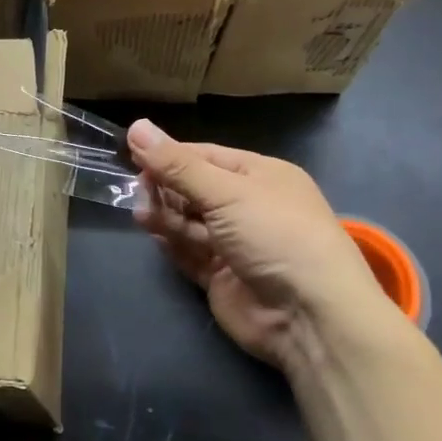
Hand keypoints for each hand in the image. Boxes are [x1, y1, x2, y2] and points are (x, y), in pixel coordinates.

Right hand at [126, 121, 393, 375]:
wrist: (309, 314)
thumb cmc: (273, 234)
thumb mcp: (226, 191)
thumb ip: (177, 165)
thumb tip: (136, 126)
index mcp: (260, 176)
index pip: (205, 156)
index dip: (170, 155)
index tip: (132, 154)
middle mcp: (249, 206)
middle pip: (195, 189)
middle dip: (165, 186)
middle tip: (135, 189)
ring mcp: (235, 244)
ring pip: (190, 222)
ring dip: (165, 215)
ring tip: (140, 213)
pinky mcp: (222, 277)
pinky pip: (191, 254)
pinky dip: (172, 244)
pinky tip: (153, 236)